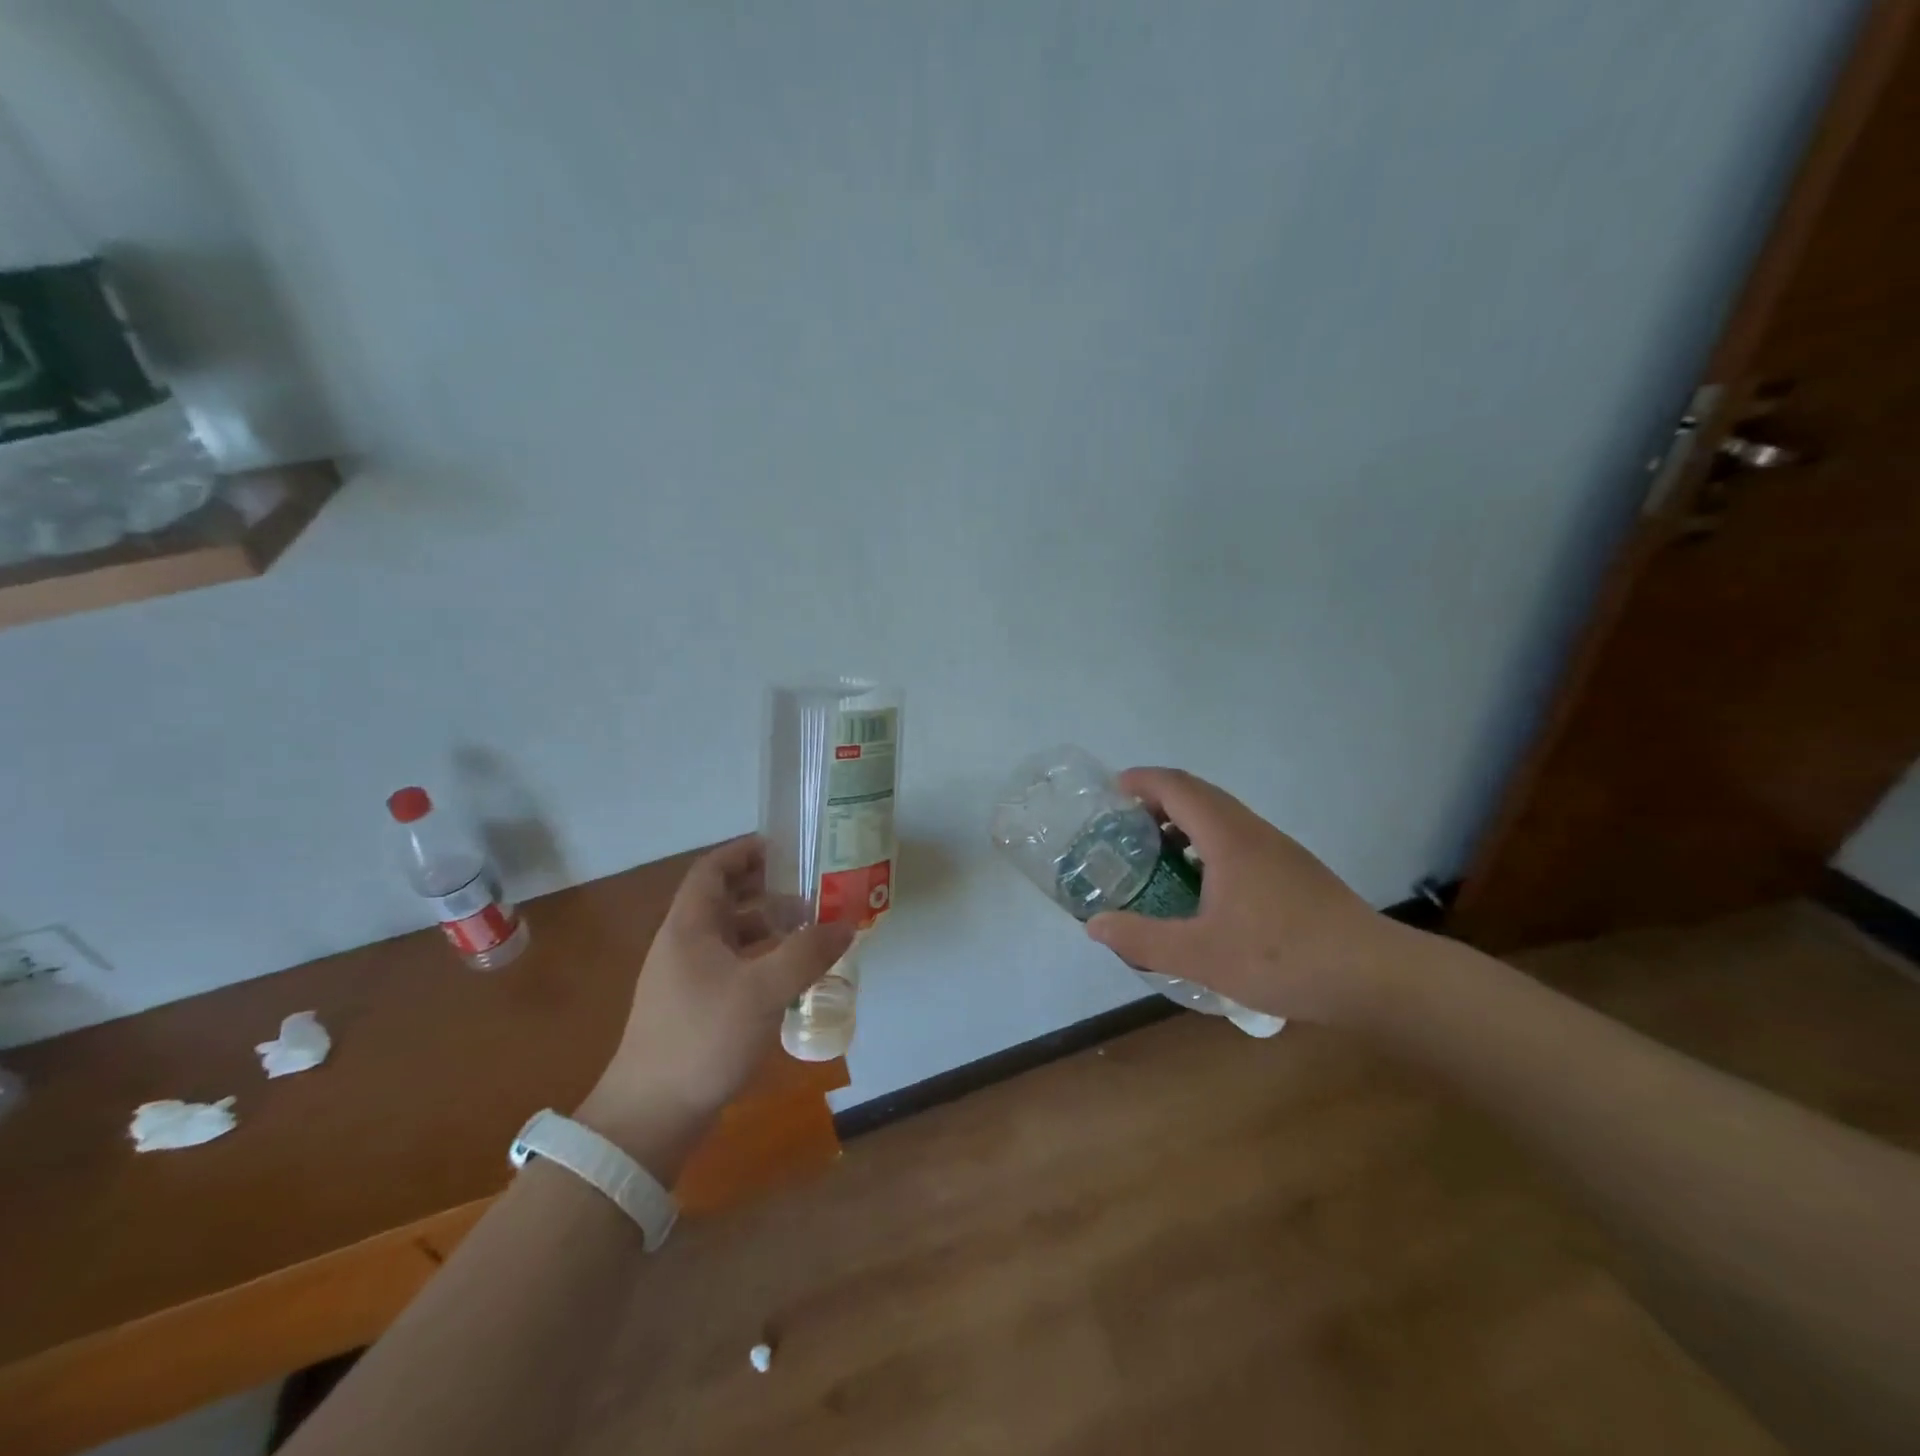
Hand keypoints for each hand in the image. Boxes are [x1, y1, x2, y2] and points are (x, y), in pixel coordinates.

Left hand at [576, 836, 854, 1177]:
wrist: (650, 1116)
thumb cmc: (703, 1038)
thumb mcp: (763, 990)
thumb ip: (807, 953)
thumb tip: (845, 925)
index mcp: (689, 927)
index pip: (712, 870)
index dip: (744, 852)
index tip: (784, 846)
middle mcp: (683, 945)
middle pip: (723, 900)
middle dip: (765, 889)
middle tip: (808, 887)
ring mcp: (685, 978)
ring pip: (729, 935)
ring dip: (766, 926)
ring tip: (808, 930)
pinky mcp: (693, 1008)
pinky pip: (731, 966)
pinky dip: (759, 959)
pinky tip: (787, 975)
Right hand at [1086, 767, 1410, 1025]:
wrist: (1376, 977)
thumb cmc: (1283, 957)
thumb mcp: (1201, 955)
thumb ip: (1143, 938)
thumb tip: (1095, 925)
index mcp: (1228, 837)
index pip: (1176, 786)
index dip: (1140, 781)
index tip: (1110, 793)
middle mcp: (1253, 831)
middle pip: (1198, 794)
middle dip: (1156, 800)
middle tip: (1124, 827)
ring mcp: (1278, 849)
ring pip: (1221, 816)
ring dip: (1183, 822)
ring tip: (1156, 855)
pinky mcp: (1293, 870)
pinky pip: (1238, 838)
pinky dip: (1207, 843)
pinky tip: (1202, 887)